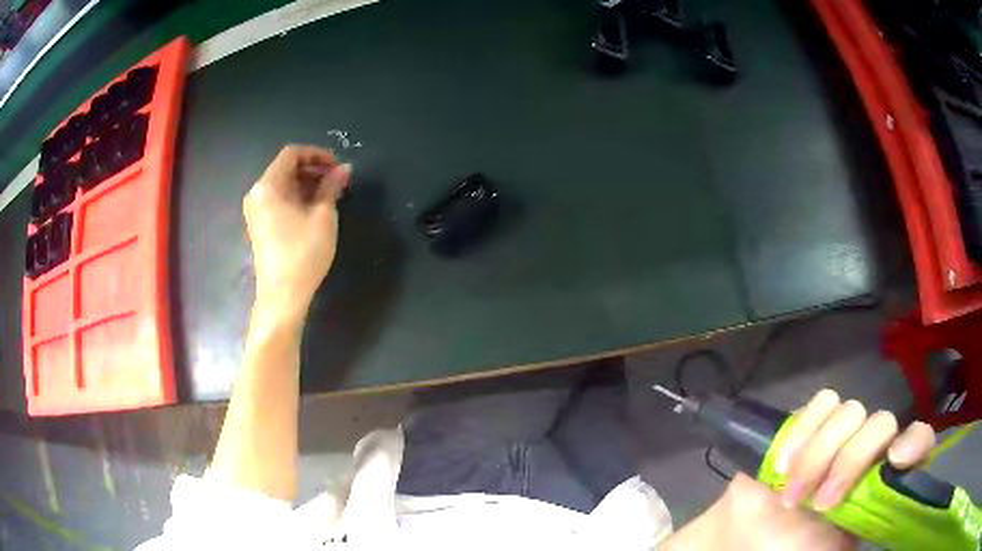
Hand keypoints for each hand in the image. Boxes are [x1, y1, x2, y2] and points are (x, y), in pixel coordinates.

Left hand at [243, 145, 351, 318]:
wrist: (282, 296)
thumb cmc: (303, 253)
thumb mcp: (322, 216)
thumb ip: (331, 186)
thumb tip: (344, 168)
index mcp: (268, 185)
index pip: (292, 154)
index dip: (318, 154)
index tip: (338, 167)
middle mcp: (257, 193)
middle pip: (286, 168)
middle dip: (314, 169)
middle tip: (338, 181)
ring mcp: (257, 210)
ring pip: (284, 185)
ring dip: (308, 184)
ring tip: (331, 195)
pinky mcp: (261, 225)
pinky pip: (280, 200)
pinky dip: (298, 198)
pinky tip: (316, 209)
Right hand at [662, 389, 936, 549]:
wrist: (749, 541)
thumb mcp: (836, 550)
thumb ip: (866, 527)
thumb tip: (888, 507)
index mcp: (880, 483)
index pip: (918, 442)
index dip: (915, 441)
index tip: (894, 460)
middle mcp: (868, 453)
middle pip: (881, 423)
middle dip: (850, 462)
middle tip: (820, 504)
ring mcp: (841, 435)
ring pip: (850, 411)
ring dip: (819, 455)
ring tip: (791, 495)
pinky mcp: (810, 423)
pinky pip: (821, 403)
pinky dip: (802, 431)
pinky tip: (783, 464)